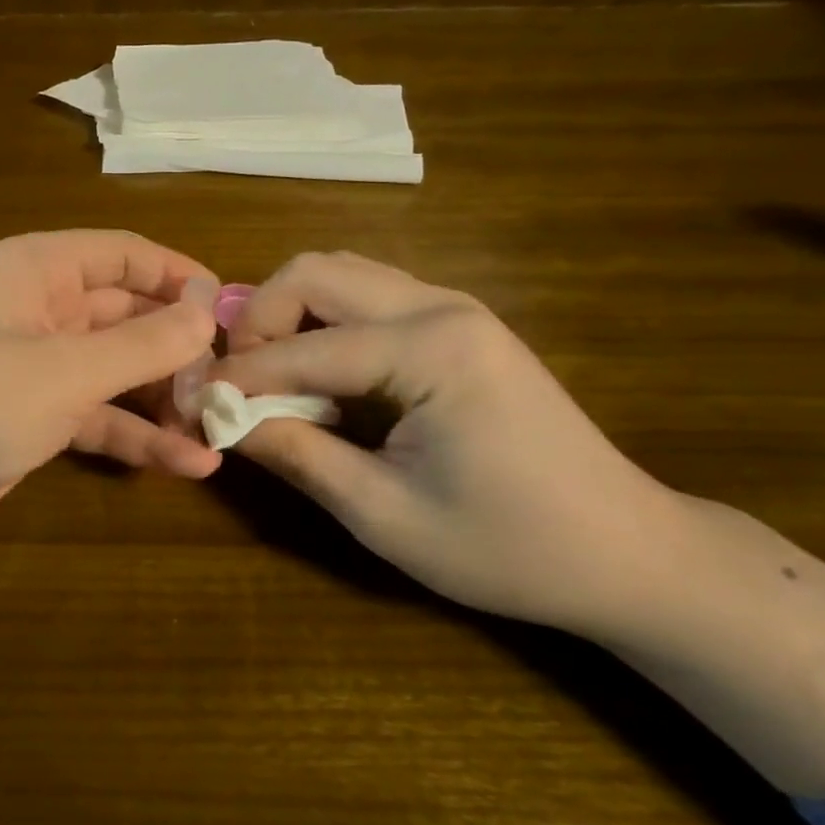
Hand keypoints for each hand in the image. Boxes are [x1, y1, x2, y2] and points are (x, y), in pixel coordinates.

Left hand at [0, 231, 219, 701]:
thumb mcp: (65, 371)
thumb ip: (142, 342)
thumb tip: (207, 310)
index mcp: (38, 270)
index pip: (125, 255)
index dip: (179, 277)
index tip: (230, 314)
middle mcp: (40, 309)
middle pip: (128, 314)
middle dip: (178, 348)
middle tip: (232, 384)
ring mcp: (39, 366)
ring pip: (118, 370)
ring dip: (166, 399)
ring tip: (222, 429)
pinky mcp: (36, 417)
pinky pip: (100, 416)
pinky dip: (138, 436)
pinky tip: (189, 466)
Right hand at [215, 251, 685, 638]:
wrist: (629, 552)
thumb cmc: (508, 546)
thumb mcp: (384, 514)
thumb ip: (296, 455)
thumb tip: (221, 417)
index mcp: (431, 350)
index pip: (303, 348)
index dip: (239, 376)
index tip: (195, 404)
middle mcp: (441, 306)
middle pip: (316, 271)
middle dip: (259, 318)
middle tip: (241, 381)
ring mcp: (455, 308)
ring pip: (340, 274)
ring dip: (290, 315)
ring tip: (272, 378)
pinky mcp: (460, 324)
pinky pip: (368, 297)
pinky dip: (324, 323)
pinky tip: (321, 376)